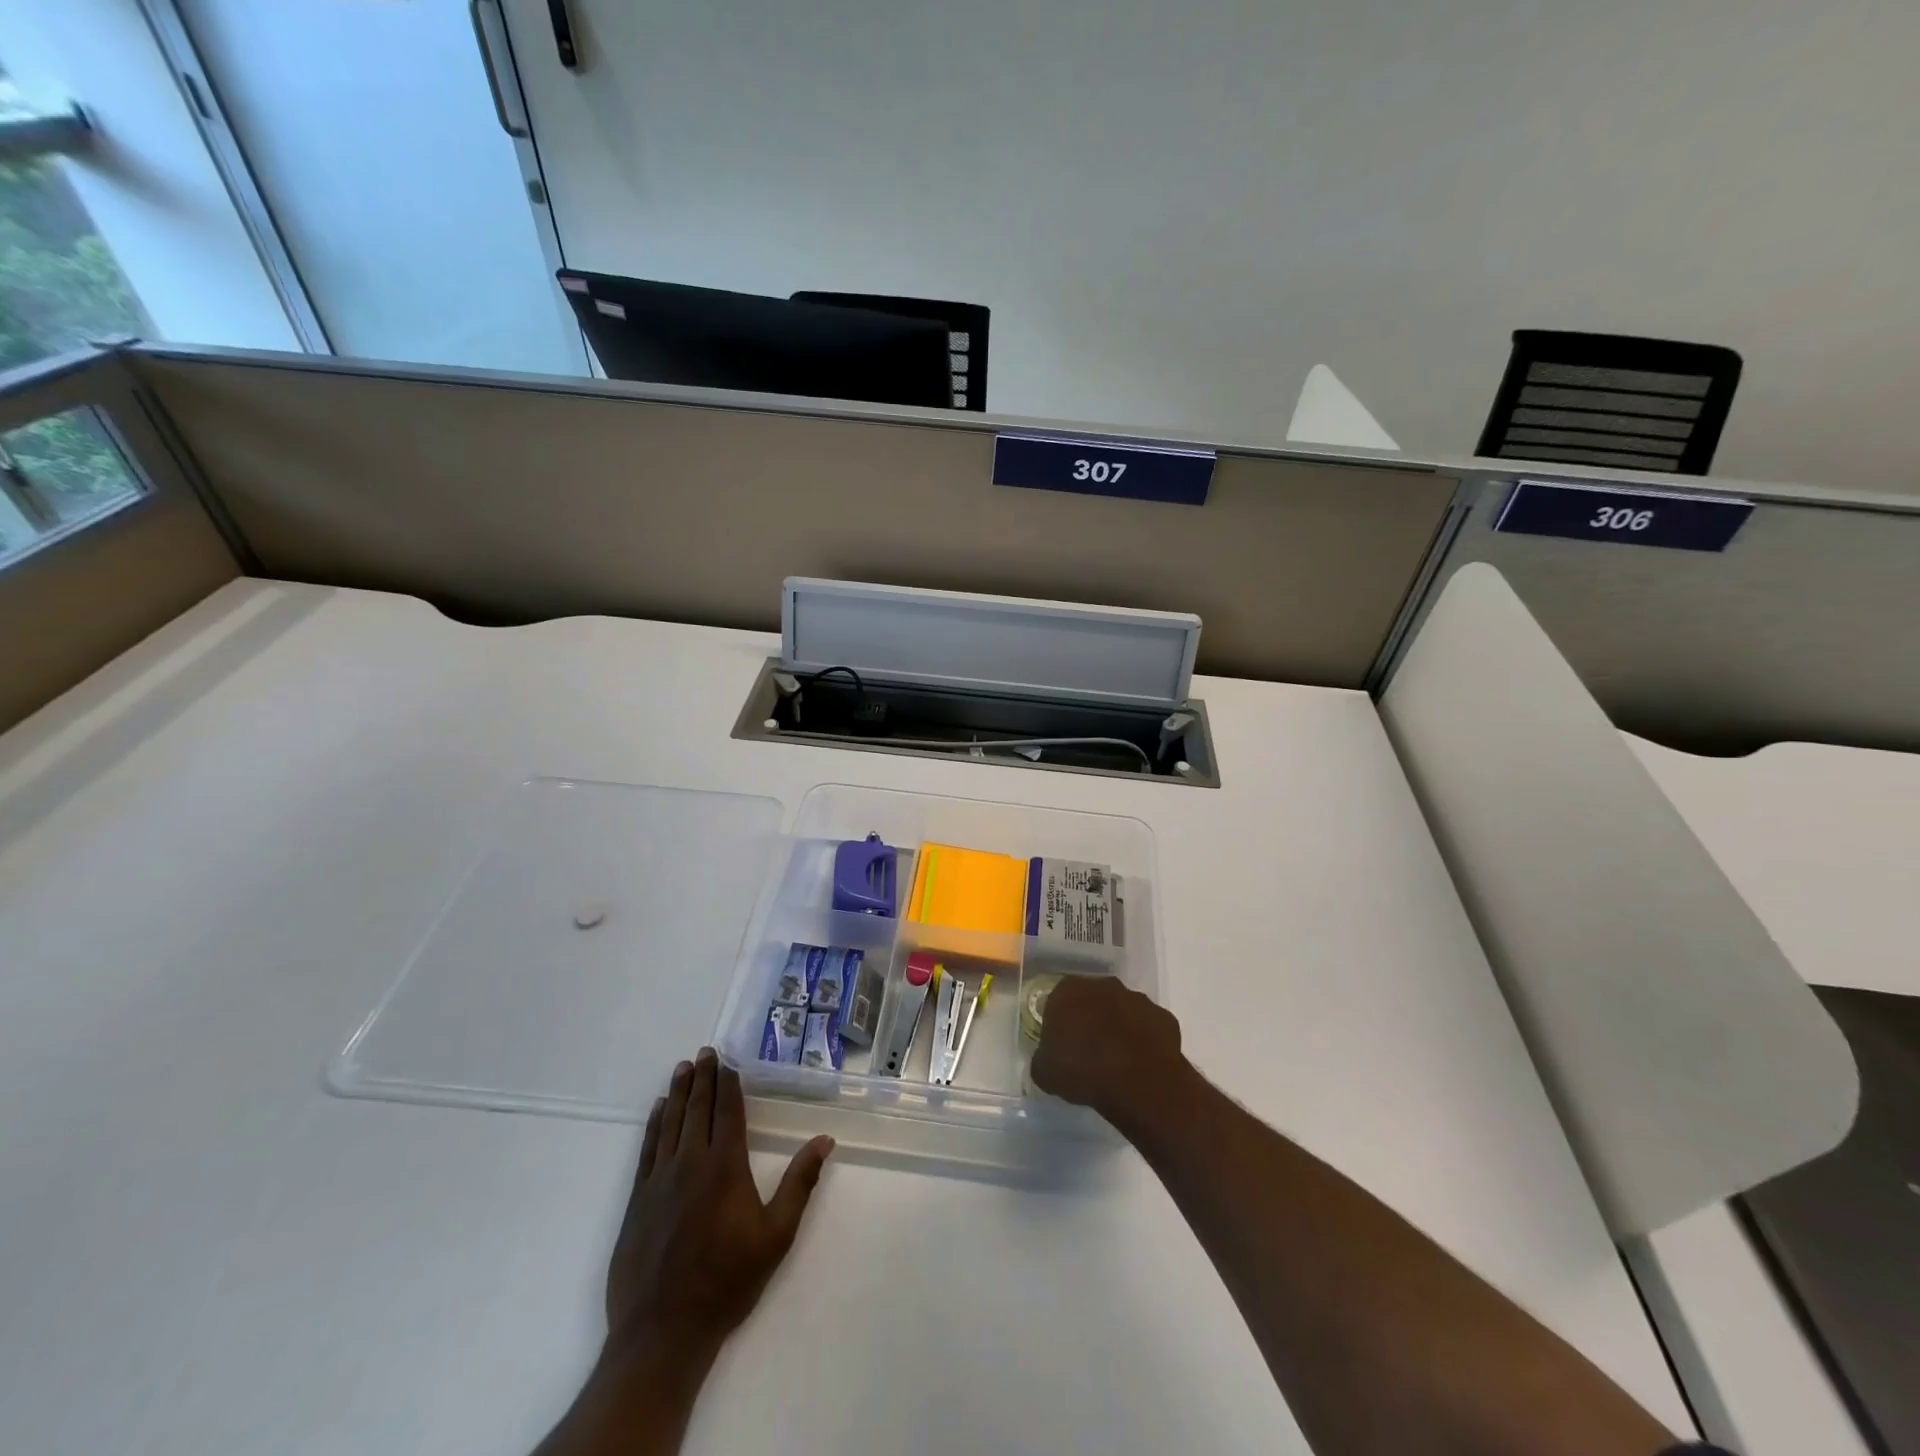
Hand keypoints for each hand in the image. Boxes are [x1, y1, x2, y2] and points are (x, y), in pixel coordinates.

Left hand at [606, 1047, 832, 1358]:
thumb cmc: (727, 1281)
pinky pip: (647, 1148)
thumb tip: (824, 1140)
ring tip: (683, 1068)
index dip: (728, 1084)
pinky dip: (654, 1123)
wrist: (663, 1331)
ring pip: (670, 1122)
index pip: (728, 1112)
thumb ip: (799, 1183)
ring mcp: (659, 1179)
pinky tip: (658, 1110)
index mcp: (725, 1167)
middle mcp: (690, 1163)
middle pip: (697, 1109)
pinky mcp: (637, 1199)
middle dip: (703, 1078)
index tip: (728, 1061)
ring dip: (678, 1092)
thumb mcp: (776, 1235)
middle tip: (705, 1052)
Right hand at [1029, 974, 1183, 1125]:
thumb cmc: (1082, 1069)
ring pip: (1124, 1011)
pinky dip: (1145, 1042)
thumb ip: (1043, 1059)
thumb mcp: (1045, 1072)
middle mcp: (1104, 985)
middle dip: (1091, 1020)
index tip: (1061, 1045)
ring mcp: (1138, 999)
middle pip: (1093, 1000)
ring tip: (1117, 1062)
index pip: (1059, 1000)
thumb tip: (1048, 1061)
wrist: (1136, 1081)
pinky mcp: (1164, 1018)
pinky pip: (1149, 1028)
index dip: (1060, 1023)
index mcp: (1069, 990)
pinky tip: (1140, 1066)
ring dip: (1119, 1028)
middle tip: (1088, 1052)